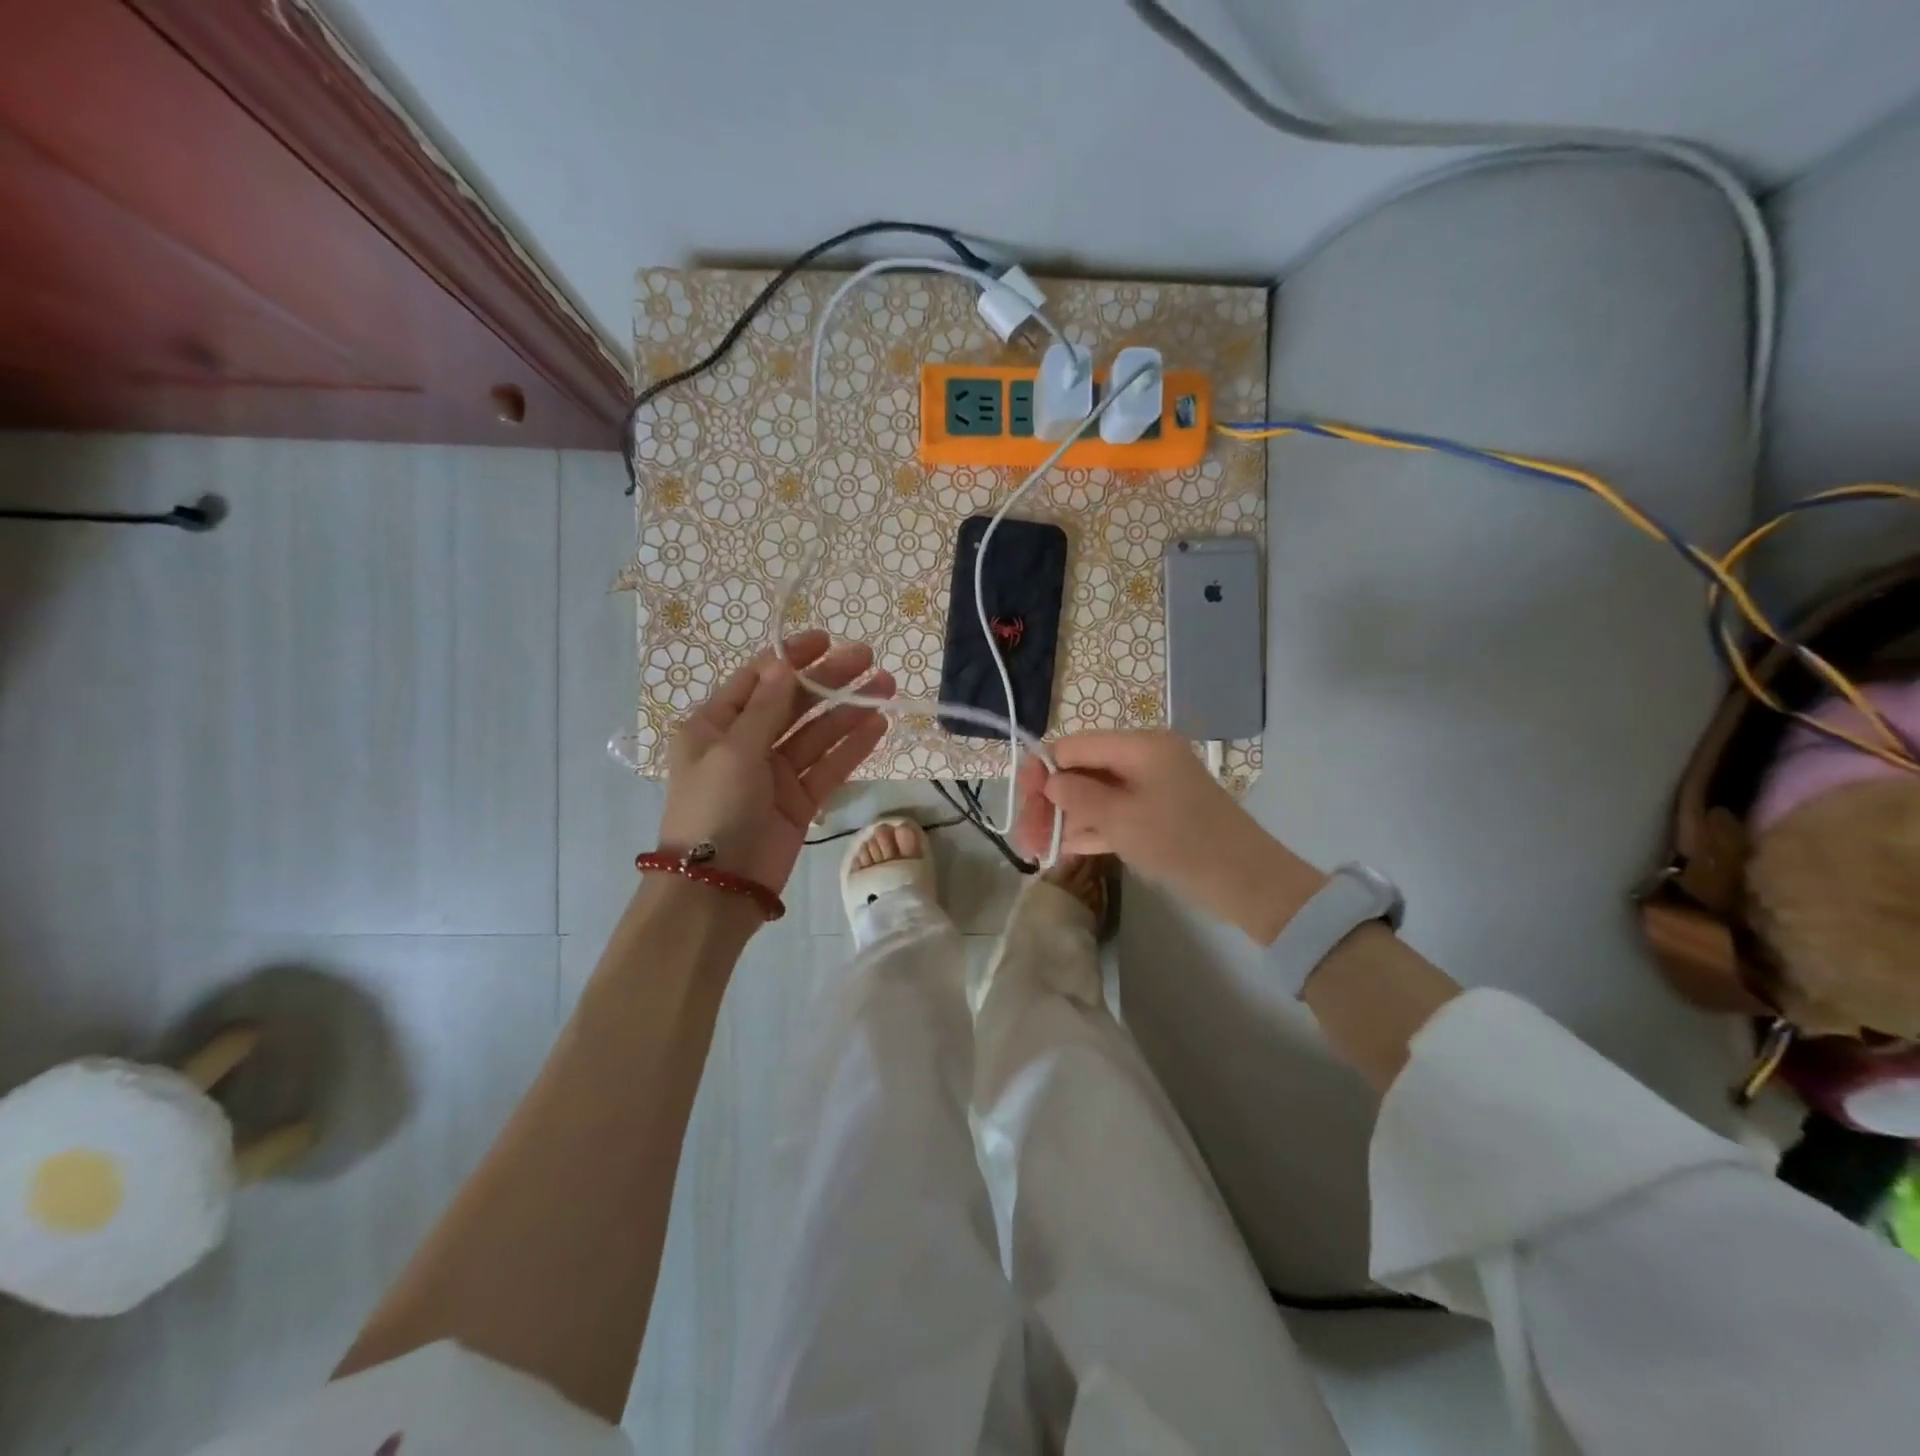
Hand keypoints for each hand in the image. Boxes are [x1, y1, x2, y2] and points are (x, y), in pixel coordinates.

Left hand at [658, 631, 892, 894]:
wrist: (717, 887)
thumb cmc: (714, 808)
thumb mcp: (733, 750)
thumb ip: (765, 708)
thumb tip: (784, 664)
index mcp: (715, 725)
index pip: (757, 679)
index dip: (790, 657)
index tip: (826, 640)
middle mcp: (745, 743)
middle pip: (793, 702)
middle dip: (829, 680)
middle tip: (868, 658)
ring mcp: (775, 773)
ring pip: (817, 733)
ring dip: (849, 710)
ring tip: (885, 687)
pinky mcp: (799, 800)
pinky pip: (828, 766)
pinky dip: (852, 747)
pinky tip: (878, 726)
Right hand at [1013, 730, 1323, 941]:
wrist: (1247, 883)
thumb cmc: (1182, 842)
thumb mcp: (1121, 819)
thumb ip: (1078, 796)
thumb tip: (1049, 782)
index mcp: (1139, 745)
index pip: (1073, 746)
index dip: (1041, 772)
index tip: (1022, 806)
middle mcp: (1143, 758)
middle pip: (1080, 771)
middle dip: (1050, 802)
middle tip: (1028, 840)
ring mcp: (1150, 787)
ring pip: (1093, 795)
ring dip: (1065, 819)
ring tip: (1038, 852)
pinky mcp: (1155, 814)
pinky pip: (1112, 813)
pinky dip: (1089, 828)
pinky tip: (1063, 850)